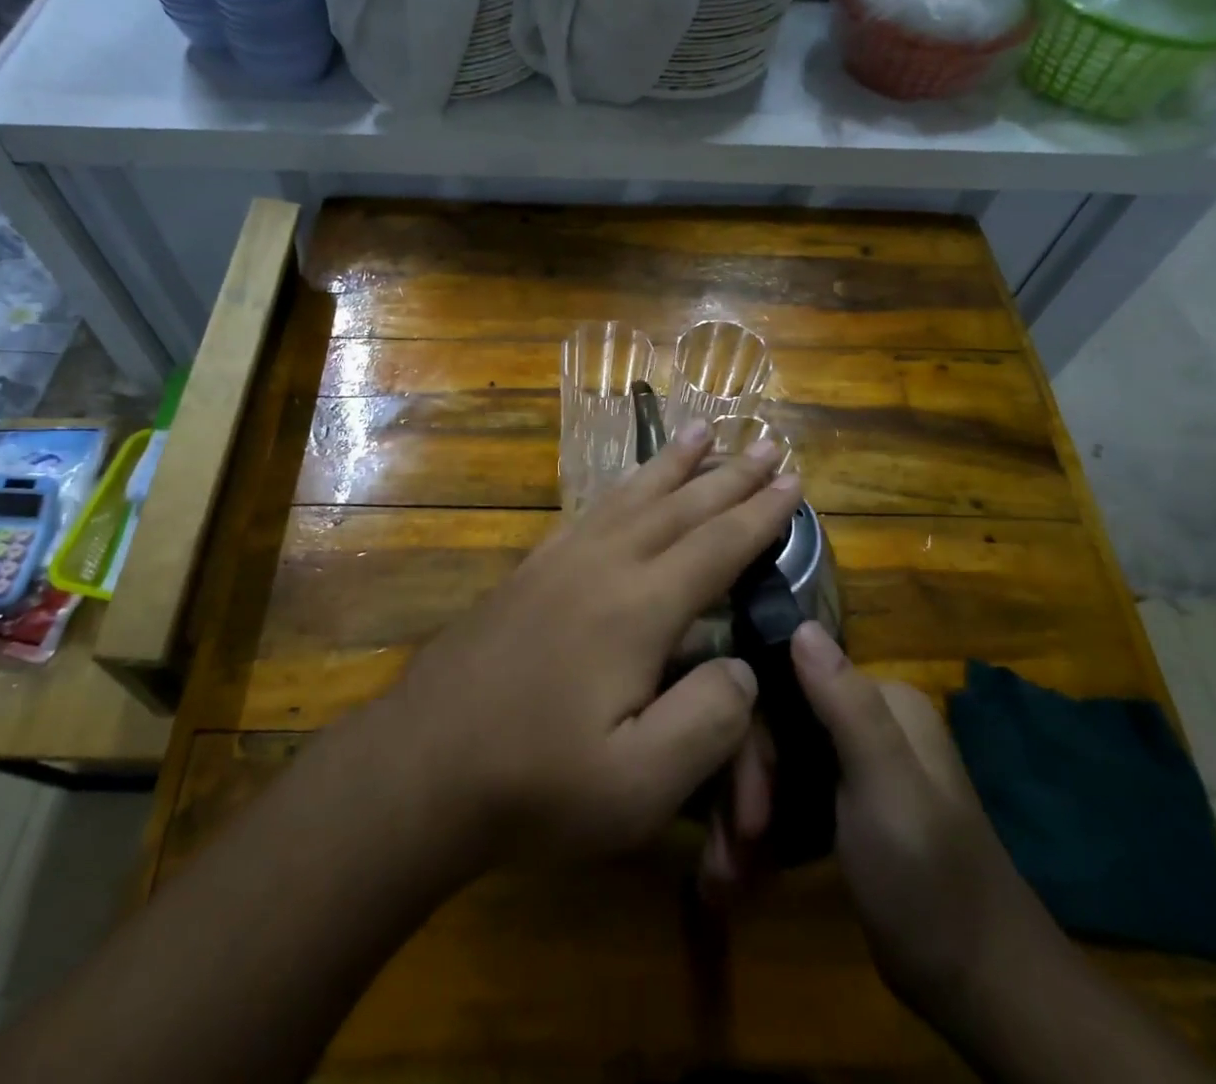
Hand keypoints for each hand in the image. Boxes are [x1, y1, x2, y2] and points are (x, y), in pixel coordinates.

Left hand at [379, 420, 799, 864]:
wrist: (422, 764)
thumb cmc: (535, 783)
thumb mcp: (638, 784)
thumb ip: (707, 721)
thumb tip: (741, 665)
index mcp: (637, 609)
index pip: (716, 547)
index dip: (760, 514)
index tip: (793, 479)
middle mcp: (601, 565)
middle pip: (679, 507)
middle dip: (728, 475)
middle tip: (766, 442)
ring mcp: (558, 562)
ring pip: (630, 497)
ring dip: (672, 464)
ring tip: (701, 430)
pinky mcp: (529, 571)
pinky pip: (589, 511)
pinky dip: (621, 488)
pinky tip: (625, 487)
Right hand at [703, 623, 1035, 1003]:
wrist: (981, 989)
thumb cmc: (930, 881)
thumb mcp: (887, 789)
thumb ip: (847, 706)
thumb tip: (800, 624)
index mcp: (882, 700)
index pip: (786, 685)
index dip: (753, 739)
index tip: (744, 809)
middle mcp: (866, 717)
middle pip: (777, 726)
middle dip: (747, 786)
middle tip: (736, 848)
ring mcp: (854, 761)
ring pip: (775, 761)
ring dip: (746, 812)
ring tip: (729, 870)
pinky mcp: (843, 802)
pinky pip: (787, 793)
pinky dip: (764, 827)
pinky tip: (744, 865)